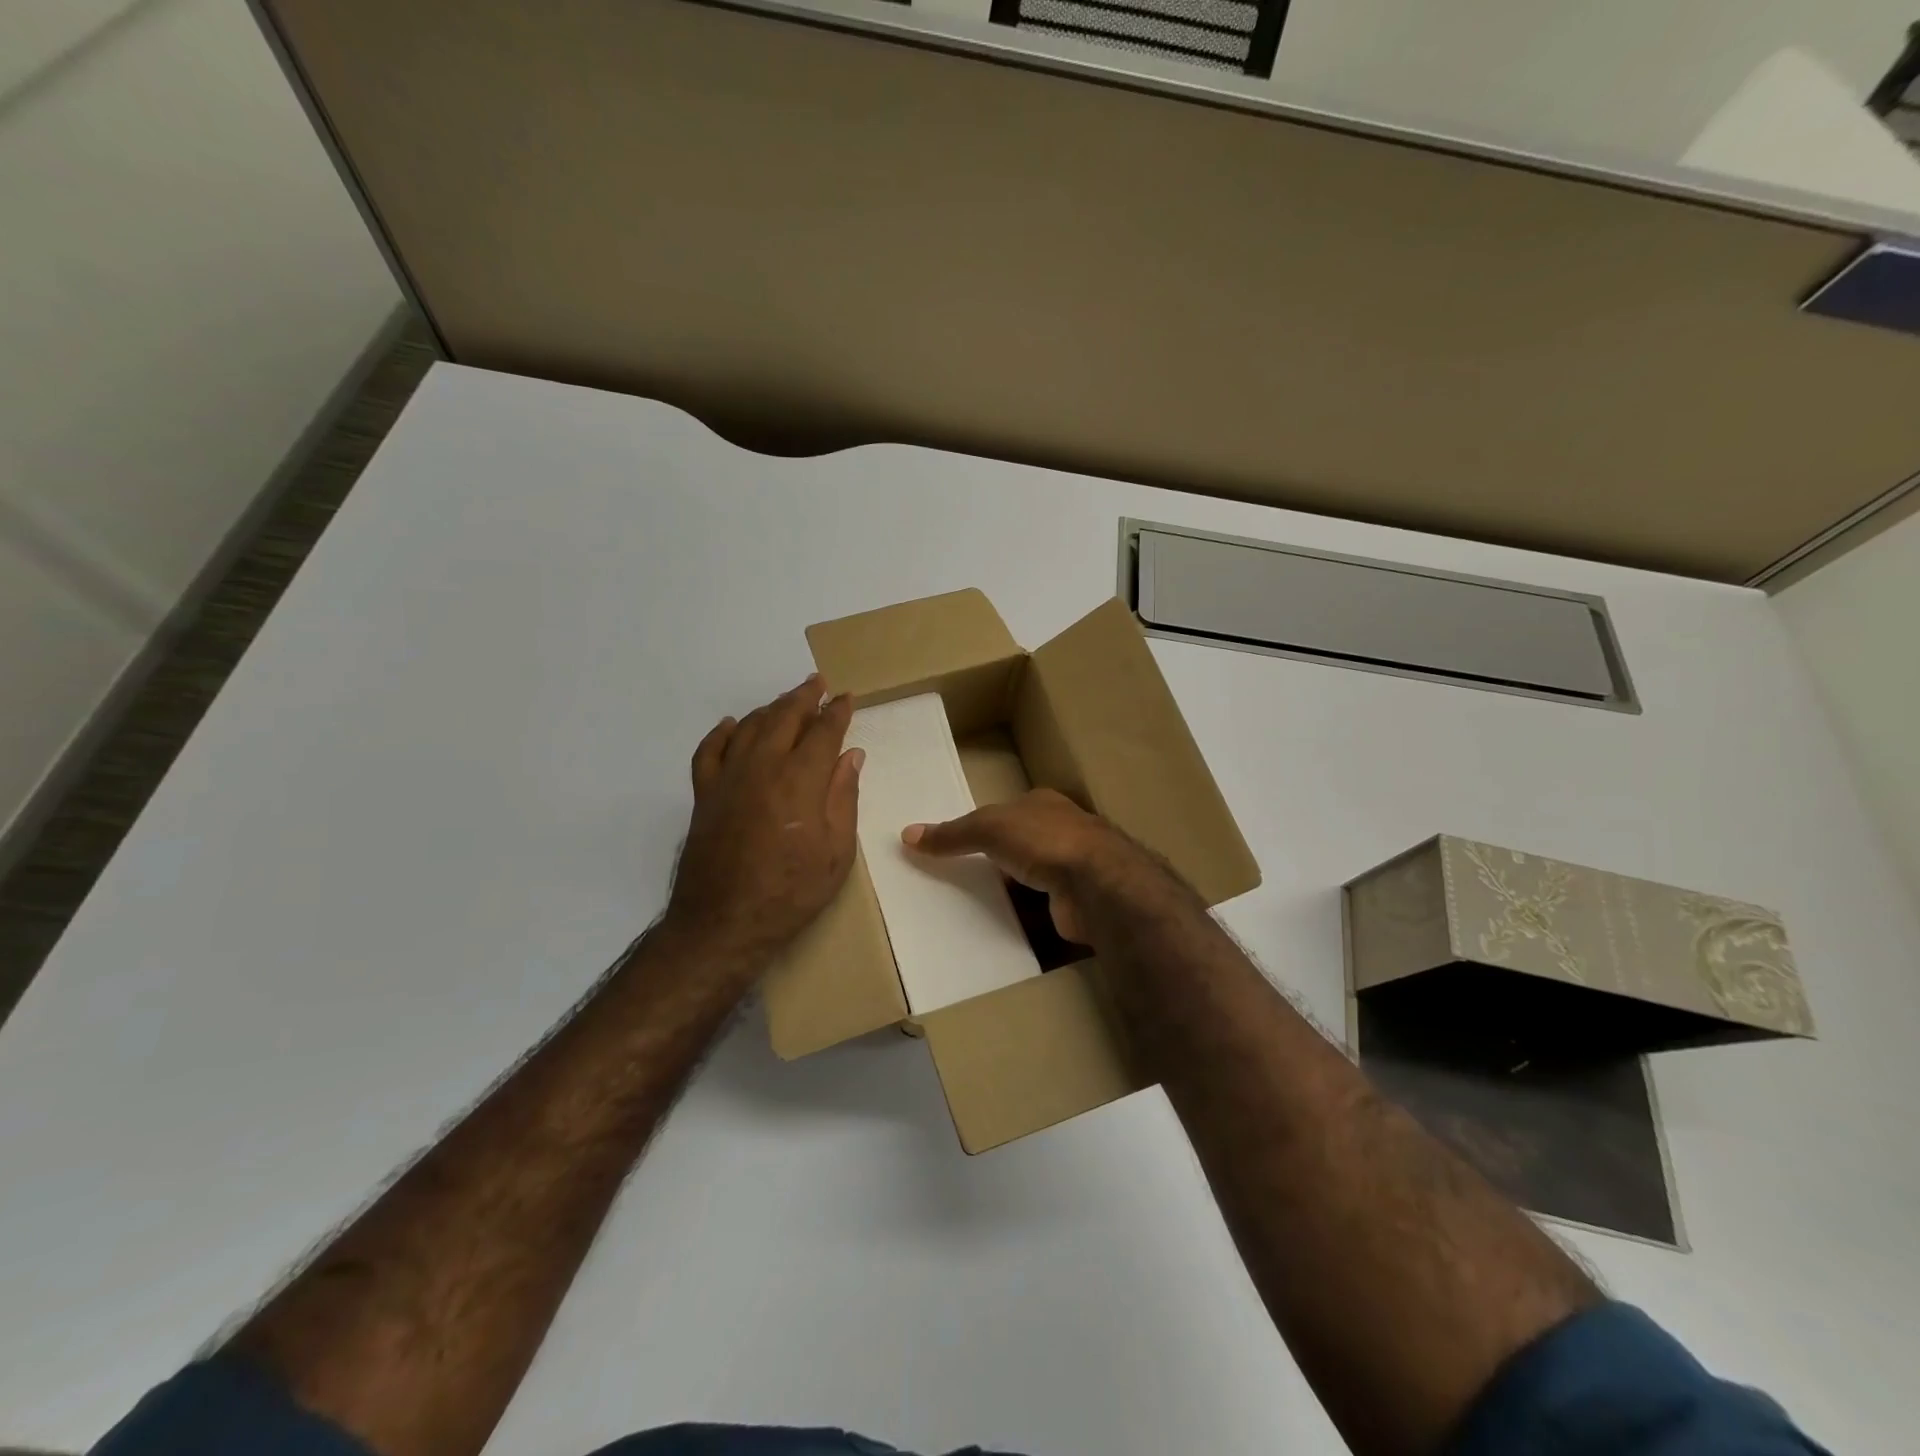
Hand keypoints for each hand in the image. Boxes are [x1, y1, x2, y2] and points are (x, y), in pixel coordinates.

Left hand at [665, 674, 863, 961]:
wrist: (724, 924)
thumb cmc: (791, 892)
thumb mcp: (837, 852)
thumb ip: (844, 797)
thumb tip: (852, 756)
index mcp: (800, 779)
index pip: (823, 732)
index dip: (837, 712)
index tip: (847, 698)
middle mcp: (762, 766)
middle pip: (784, 717)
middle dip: (804, 696)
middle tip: (818, 683)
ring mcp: (728, 778)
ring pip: (749, 726)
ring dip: (770, 708)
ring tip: (786, 701)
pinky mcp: (704, 794)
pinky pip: (709, 750)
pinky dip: (722, 732)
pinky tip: (731, 724)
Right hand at [902, 788, 1179, 946]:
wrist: (1098, 884)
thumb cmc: (1044, 840)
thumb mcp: (989, 827)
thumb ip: (952, 833)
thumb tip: (907, 835)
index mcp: (1043, 804)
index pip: (1006, 811)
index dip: (981, 825)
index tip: (955, 844)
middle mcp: (1061, 832)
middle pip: (1017, 845)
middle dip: (993, 860)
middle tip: (955, 879)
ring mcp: (1072, 869)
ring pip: (1029, 879)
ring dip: (1007, 891)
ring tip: (969, 907)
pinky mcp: (1074, 904)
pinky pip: (1039, 910)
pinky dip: (1021, 917)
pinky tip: (998, 927)